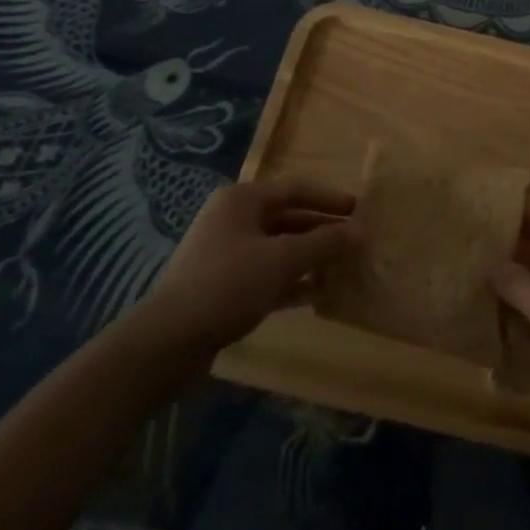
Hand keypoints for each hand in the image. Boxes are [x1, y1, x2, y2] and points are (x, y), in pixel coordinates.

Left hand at [131, 180, 356, 359]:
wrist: (168, 342)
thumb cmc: (228, 284)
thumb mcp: (282, 259)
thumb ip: (324, 243)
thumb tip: (360, 231)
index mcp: (242, 199)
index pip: (295, 188)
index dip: (328, 198)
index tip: (358, 210)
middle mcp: (233, 219)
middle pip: (287, 217)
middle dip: (321, 230)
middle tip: (354, 241)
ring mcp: (226, 253)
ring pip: (278, 247)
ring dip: (309, 256)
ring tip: (341, 267)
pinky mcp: (223, 286)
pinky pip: (266, 273)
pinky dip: (291, 280)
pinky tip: (316, 294)